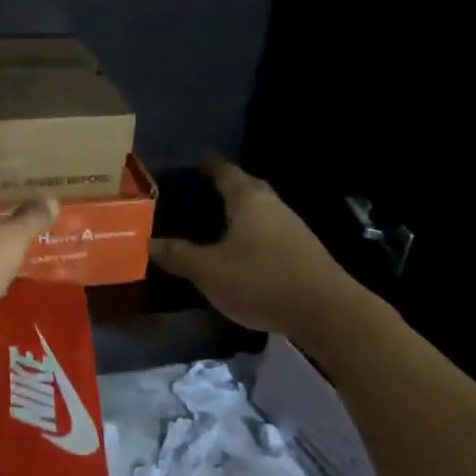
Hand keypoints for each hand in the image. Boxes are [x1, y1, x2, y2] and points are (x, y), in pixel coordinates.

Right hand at [150, 157, 357, 336]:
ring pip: (260, 211)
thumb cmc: (262, 280)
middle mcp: (272, 205)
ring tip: (218, 221)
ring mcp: (293, 228)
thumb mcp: (210, 271)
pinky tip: (244, 250)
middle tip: (201, 190)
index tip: (193, 162)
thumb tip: (147, 243)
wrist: (328, 313)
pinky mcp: (303, 252)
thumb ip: (179, 255)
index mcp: (248, 199)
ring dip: (241, 213)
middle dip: (225, 187)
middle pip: (246, 187)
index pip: (224, 171)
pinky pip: (271, 232)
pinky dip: (254, 234)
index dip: (207, 166)